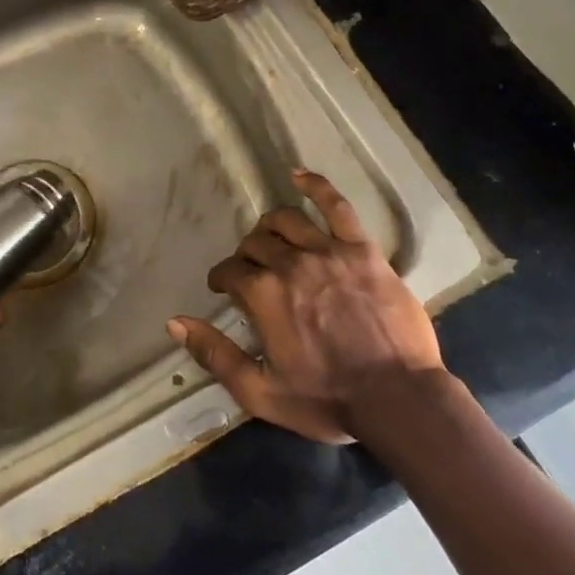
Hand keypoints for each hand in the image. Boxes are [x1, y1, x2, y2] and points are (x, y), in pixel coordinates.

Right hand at [166, 171, 445, 443]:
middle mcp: (290, 263)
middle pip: (256, 243)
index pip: (230, 271)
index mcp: (262, 295)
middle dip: (246, 255)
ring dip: (271, 226)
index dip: (223, 279)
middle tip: (252, 271)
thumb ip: (215, 355)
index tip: (225, 289)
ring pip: (287, 220)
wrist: (398, 399)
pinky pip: (337, 206)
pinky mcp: (362, 250)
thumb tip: (175, 322)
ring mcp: (329, 252)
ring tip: (272, 238)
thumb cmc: (326, 399)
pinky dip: (316, 185)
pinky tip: (299, 175)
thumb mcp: (259, 392)